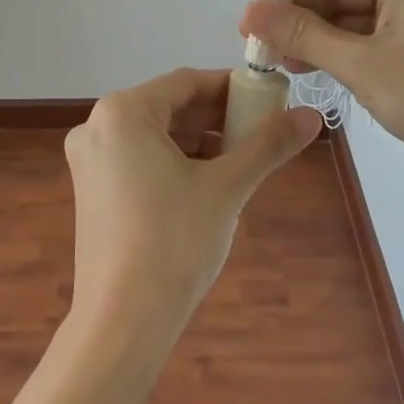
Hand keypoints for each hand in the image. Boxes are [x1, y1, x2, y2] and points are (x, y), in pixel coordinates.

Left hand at [63, 68, 322, 345]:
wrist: (122, 321)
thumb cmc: (174, 242)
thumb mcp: (227, 187)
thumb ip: (268, 145)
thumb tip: (312, 116)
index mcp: (122, 112)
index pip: (186, 82)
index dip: (232, 88)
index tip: (270, 98)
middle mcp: (97, 126)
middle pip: (170, 107)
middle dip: (218, 117)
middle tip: (262, 130)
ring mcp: (91, 160)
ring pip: (156, 135)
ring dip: (200, 141)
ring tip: (244, 157)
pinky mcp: (92, 190)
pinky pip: (140, 158)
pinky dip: (176, 162)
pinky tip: (210, 181)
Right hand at [239, 0, 403, 189]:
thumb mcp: (361, 64)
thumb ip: (302, 34)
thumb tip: (249, 12)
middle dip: (297, 6)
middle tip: (256, 35)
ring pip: (350, 8)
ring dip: (313, 31)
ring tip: (275, 59)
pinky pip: (368, 30)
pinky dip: (338, 45)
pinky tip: (307, 68)